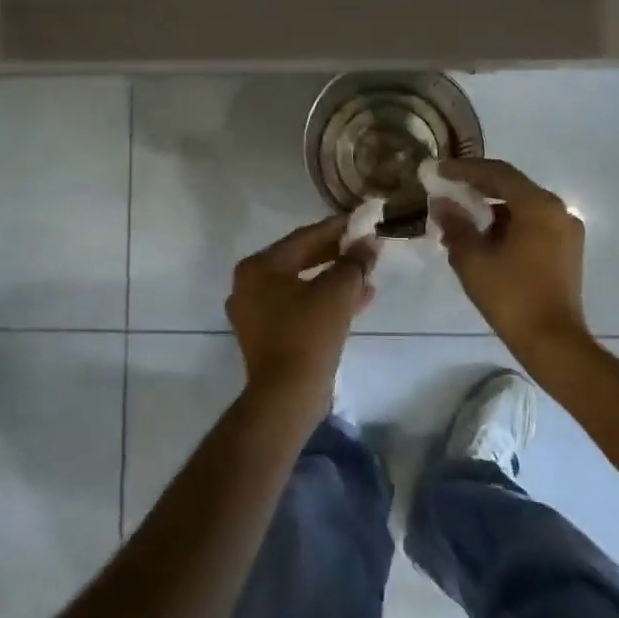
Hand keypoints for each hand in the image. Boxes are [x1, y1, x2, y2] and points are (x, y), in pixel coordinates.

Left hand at [227, 216, 377, 409]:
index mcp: (259, 267)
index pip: (304, 237)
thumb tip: (369, 243)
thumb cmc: (309, 333)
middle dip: (336, 256)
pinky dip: (322, 301)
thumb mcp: (338, 291)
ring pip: (301, 285)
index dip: (337, 229)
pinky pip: (297, 307)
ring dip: (334, 280)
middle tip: (365, 249)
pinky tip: (355, 302)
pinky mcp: (265, 335)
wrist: (287, 395)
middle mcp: (249, 284)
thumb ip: (355, 262)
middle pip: (300, 259)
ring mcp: (254, 312)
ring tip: (367, 278)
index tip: (362, 222)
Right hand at [431, 159, 589, 354]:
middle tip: (447, 191)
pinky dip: (507, 227)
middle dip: (477, 189)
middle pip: (512, 187)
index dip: (465, 169)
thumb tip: (442, 203)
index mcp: (538, 206)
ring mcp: (567, 231)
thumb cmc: (511, 297)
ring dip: (491, 210)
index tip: (439, 170)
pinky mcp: (567, 251)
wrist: (553, 342)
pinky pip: (533, 226)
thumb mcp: (473, 259)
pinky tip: (483, 242)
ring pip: (523, 208)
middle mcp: (558, 210)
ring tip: (459, 223)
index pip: (498, 173)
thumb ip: (456, 224)